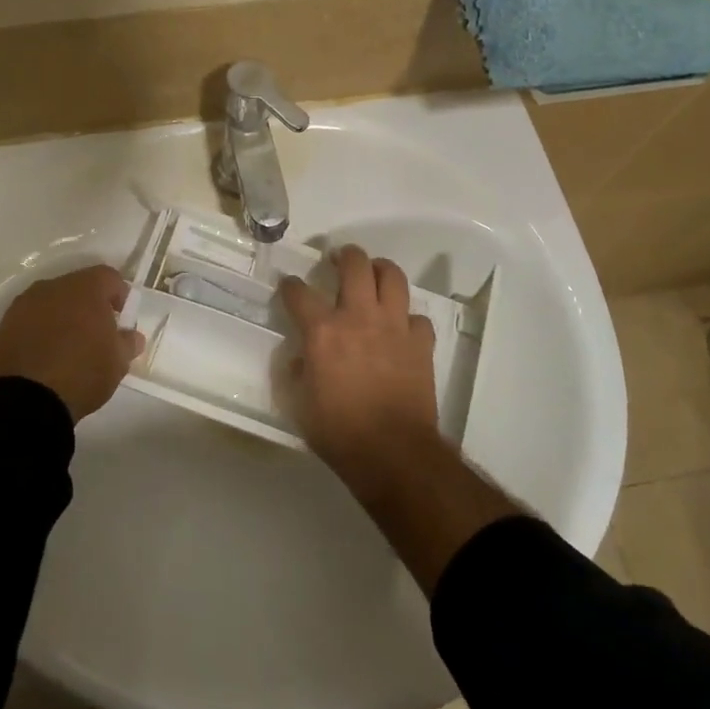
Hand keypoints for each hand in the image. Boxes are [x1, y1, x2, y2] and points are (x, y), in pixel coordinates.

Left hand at [0, 264, 145, 422]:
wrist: (25, 400)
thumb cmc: (81, 373)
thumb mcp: (117, 362)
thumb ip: (127, 343)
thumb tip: (131, 336)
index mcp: (85, 288)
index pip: (109, 277)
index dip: (119, 294)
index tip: (121, 318)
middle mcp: (53, 287)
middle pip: (78, 286)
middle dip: (89, 304)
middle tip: (96, 332)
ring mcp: (25, 304)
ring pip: (51, 301)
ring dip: (62, 315)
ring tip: (68, 345)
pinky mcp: (4, 325)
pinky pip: (30, 319)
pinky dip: (40, 329)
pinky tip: (45, 354)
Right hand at [278, 246, 441, 494]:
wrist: (393, 453)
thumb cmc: (339, 432)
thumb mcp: (300, 404)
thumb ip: (296, 373)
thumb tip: (299, 358)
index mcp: (322, 332)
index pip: (299, 293)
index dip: (289, 286)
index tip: (288, 286)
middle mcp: (358, 317)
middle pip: (354, 265)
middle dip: (343, 255)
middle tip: (338, 259)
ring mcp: (394, 327)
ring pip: (392, 276)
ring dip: (380, 269)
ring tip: (373, 273)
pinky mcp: (421, 343)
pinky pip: (417, 317)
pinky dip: (407, 317)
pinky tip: (400, 326)